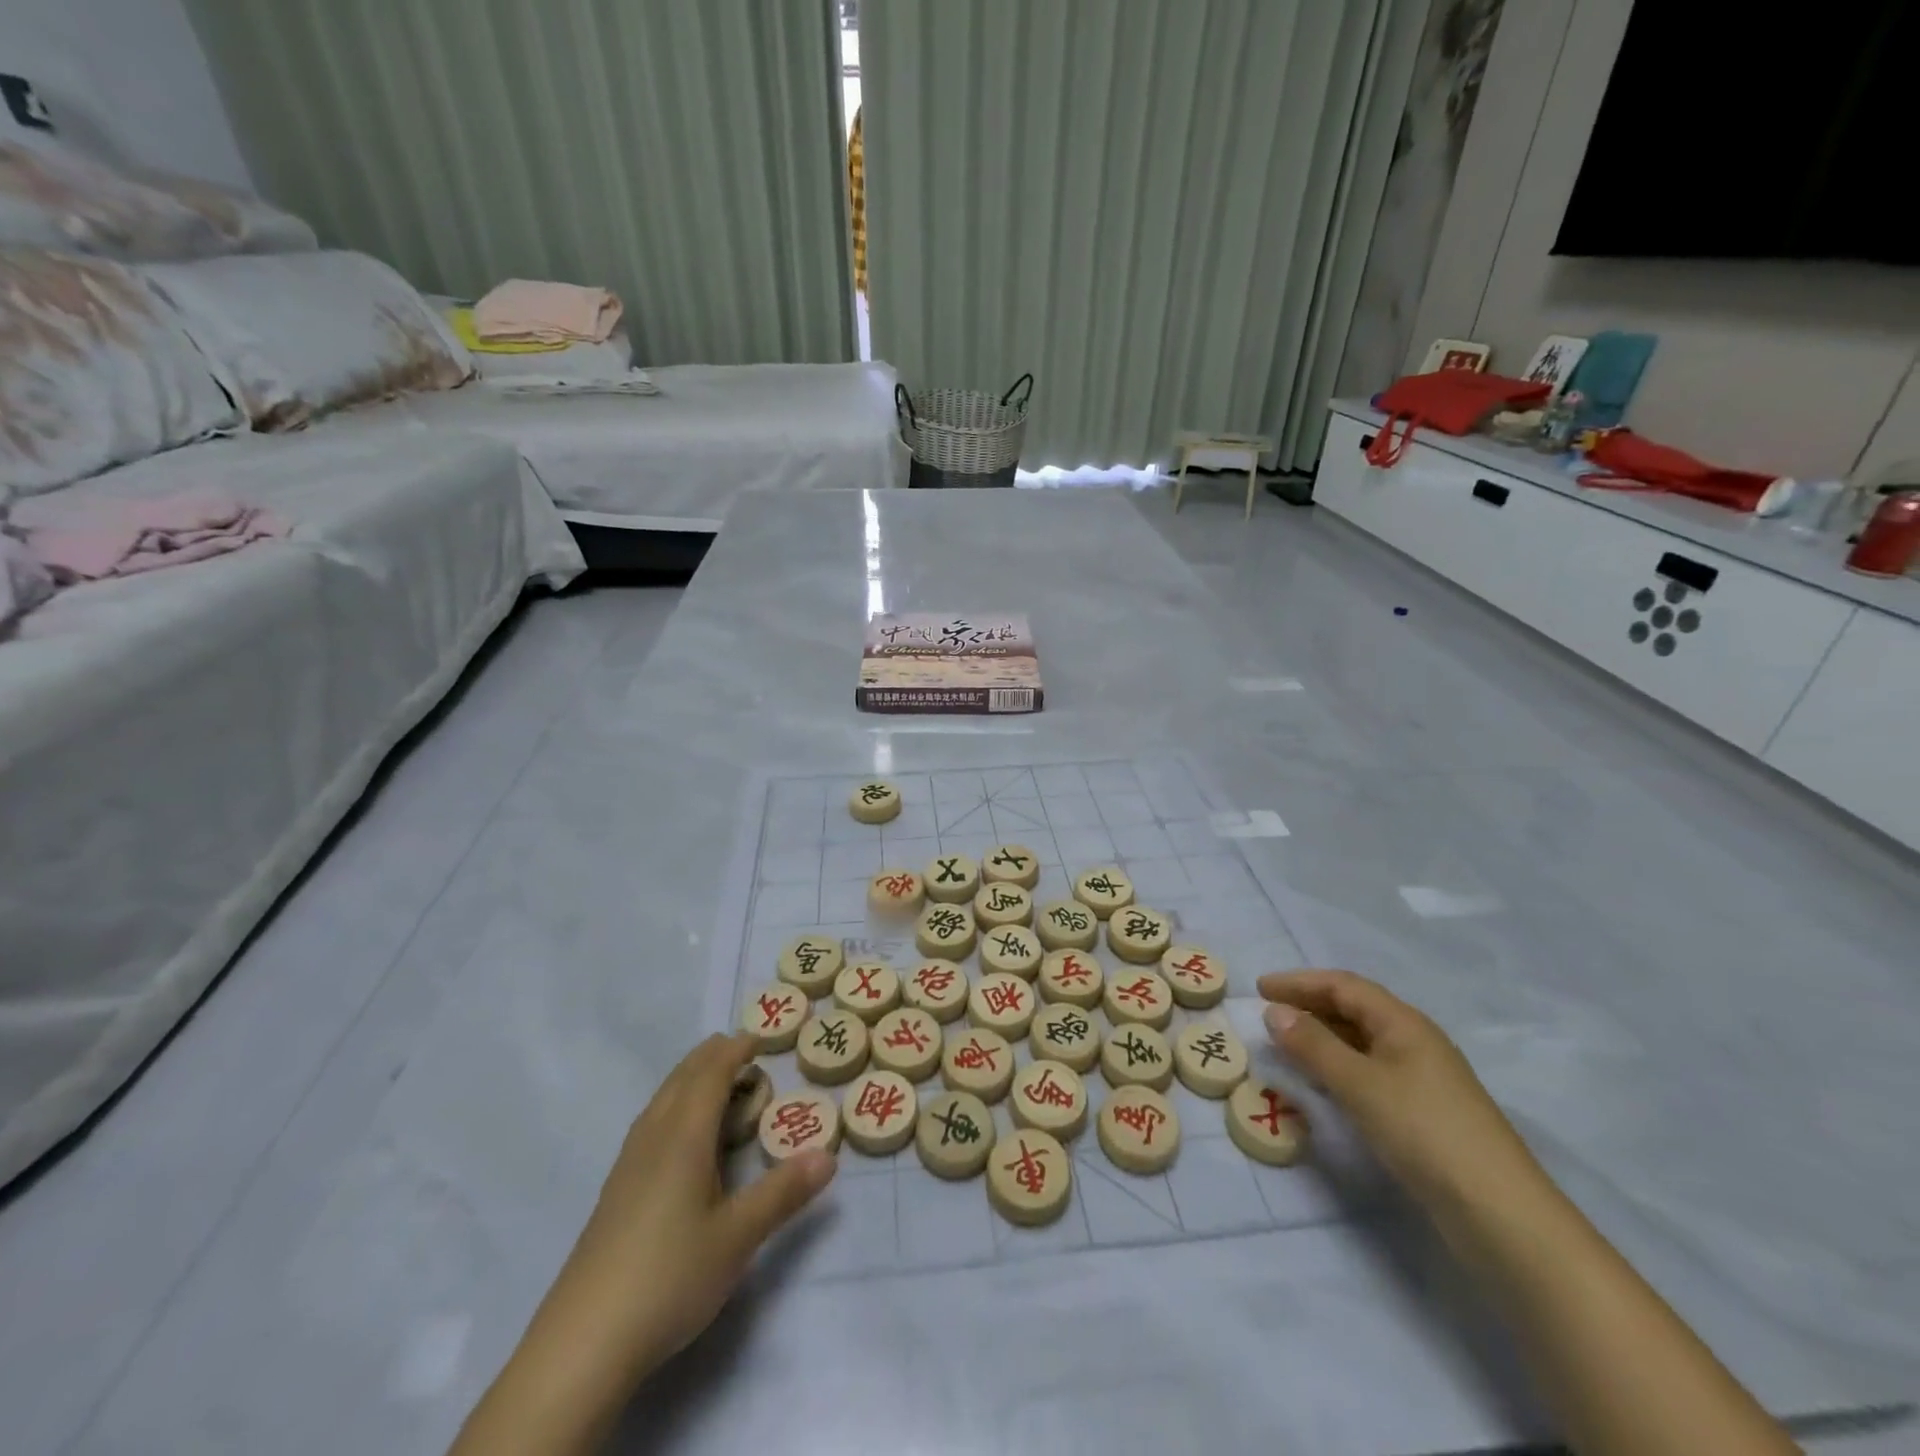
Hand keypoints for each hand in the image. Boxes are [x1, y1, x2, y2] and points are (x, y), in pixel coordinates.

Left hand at [546, 1034, 835, 1375]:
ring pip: (662, 1099)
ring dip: (691, 1079)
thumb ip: (784, 1192)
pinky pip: (651, 1123)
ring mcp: (629, 1164)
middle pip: (682, 1078)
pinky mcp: (616, 1191)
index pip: (710, 1074)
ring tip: (718, 1084)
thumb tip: (829, 1156)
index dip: (735, 1051)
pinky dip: (675, 1106)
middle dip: (712, 1057)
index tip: (760, 1038)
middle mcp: (653, 1138)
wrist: (583, 1343)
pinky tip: (680, 1137)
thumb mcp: (738, 1236)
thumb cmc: (670, 1275)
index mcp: (684, 1136)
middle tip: (744, 1051)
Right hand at [1257, 969, 1541, 1214]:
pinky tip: (1323, 1084)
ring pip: (1362, 1042)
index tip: (1260, 989)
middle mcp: (1415, 1042)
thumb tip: (1274, 1011)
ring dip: (1323, 1037)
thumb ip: (1313, 1045)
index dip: (1299, 982)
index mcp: (1404, 1024)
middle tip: (1268, 1014)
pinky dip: (1339, 1066)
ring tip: (1286, 1045)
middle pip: (1355, 1009)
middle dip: (1309, 1006)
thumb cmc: (1424, 1133)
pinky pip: (1370, 1071)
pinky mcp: (1424, 1112)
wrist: (1501, 1215)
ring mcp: (1423, 1078)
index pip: (1344, 986)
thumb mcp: (1359, 1084)